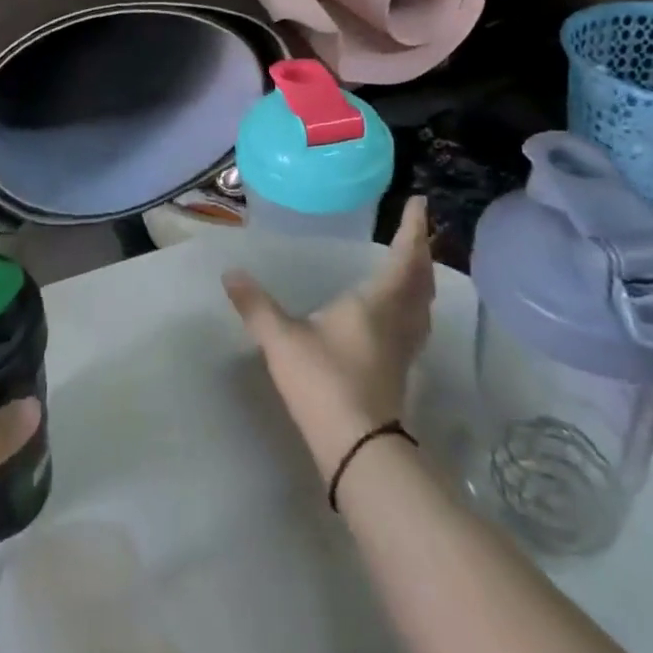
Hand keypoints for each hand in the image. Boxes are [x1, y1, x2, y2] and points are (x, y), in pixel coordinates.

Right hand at [223, 197, 434, 479]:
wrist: (358, 448)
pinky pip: (415, 325)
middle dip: (421, 252)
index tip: (419, 204)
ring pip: (422, 306)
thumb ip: (256, 305)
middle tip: (418, 231)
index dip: (412, 230)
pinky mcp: (400, 372)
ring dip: (422, 280)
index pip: (403, 259)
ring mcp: (402, 349)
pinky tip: (400, 314)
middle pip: (420, 281)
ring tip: (414, 266)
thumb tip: (230, 273)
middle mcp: (397, 321)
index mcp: (375, 303)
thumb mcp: (281, 340)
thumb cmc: (323, 381)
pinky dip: (414, 306)